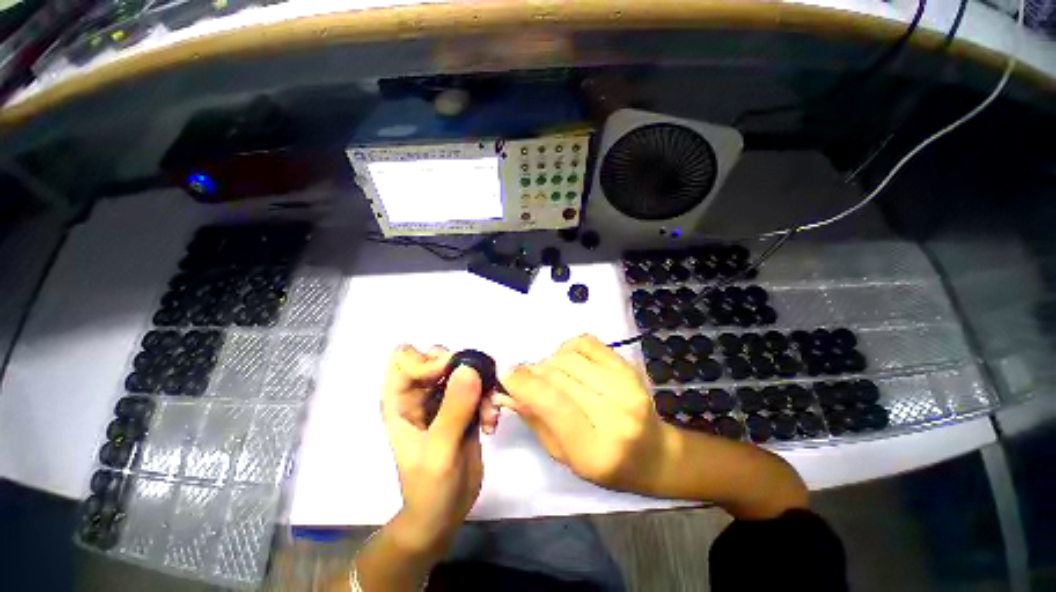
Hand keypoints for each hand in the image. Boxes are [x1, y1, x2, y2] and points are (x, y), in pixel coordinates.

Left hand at [380, 345, 496, 550]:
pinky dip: (489, 399)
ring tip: (489, 414)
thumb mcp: (439, 451)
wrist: (443, 515)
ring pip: (464, 370)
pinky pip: (480, 387)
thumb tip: (469, 368)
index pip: (405, 358)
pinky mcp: (464, 406)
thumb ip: (453, 410)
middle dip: (462, 368)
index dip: (427, 359)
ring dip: (482, 386)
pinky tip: (492, 424)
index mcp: (400, 401)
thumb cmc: (429, 488)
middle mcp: (421, 394)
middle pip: (439, 356)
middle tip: (477, 389)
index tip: (450, 372)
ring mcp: (444, 399)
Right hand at [500, 335, 808, 517]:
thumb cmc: (606, 465)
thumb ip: (537, 420)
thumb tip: (511, 388)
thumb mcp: (565, 456)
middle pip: (560, 374)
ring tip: (551, 374)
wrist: (654, 454)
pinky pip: (587, 342)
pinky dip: (569, 347)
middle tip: (527, 378)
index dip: (525, 383)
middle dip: (534, 371)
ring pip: (571, 356)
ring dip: (550, 361)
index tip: (506, 373)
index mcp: (596, 448)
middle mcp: (616, 413)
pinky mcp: (629, 367)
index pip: (554, 403)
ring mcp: (628, 386)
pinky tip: (569, 361)